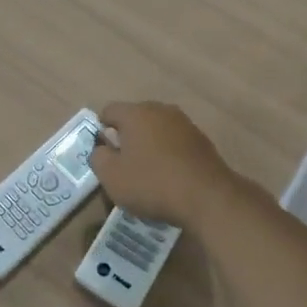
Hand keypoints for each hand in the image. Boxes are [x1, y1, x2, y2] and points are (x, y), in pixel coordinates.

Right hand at [88, 101, 238, 230]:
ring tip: (148, 172)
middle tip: (123, 164)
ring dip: (149, 145)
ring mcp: (184, 123)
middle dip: (126, 137)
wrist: (207, 197)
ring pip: (156, 129)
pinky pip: (175, 141)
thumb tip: (102, 148)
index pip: (108, 111)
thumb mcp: (111, 176)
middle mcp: (160, 110)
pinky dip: (168, 153)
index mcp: (135, 113)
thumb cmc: (152, 183)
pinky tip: (169, 176)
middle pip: (134, 118)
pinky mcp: (201, 139)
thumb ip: (98, 157)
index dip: (101, 130)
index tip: (104, 154)